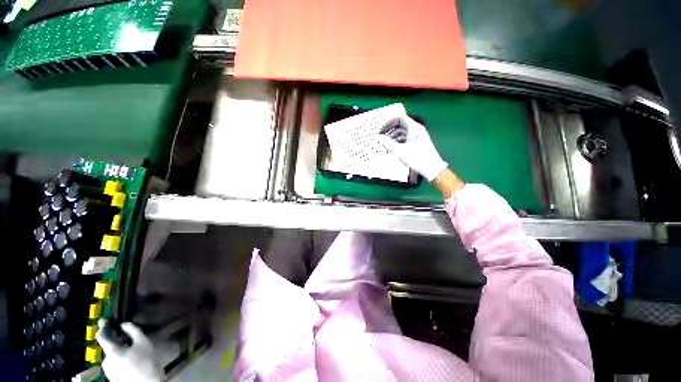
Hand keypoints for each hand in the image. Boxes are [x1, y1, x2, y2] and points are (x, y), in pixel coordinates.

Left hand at [96, 319, 165, 381]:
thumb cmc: (146, 361)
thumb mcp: (144, 343)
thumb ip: (134, 331)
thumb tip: (124, 324)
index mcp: (111, 351)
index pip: (102, 336)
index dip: (103, 327)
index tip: (103, 320)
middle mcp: (106, 360)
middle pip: (109, 347)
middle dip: (116, 341)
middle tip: (126, 337)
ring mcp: (108, 370)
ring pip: (112, 356)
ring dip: (119, 350)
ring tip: (131, 349)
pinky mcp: (112, 376)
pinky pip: (114, 363)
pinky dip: (120, 358)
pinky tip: (130, 359)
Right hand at [378, 115, 447, 181]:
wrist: (432, 169)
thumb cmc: (418, 159)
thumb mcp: (400, 152)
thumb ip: (388, 144)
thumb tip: (379, 138)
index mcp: (414, 128)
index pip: (400, 118)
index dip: (389, 122)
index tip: (381, 129)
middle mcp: (416, 130)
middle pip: (400, 125)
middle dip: (390, 130)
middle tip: (381, 136)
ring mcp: (416, 136)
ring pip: (402, 132)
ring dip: (393, 136)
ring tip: (386, 143)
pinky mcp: (416, 143)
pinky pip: (405, 138)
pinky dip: (397, 141)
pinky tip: (392, 147)